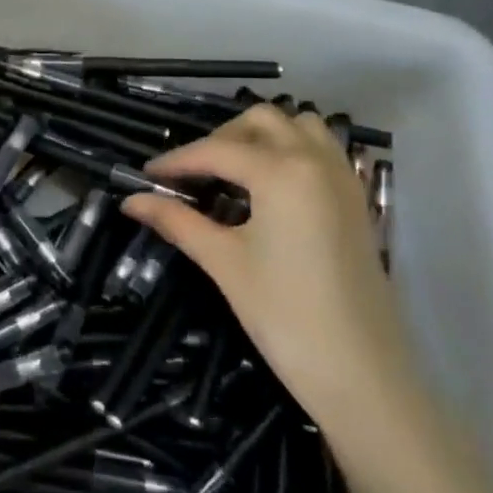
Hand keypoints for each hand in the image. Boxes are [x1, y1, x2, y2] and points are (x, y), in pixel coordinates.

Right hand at [121, 105, 414, 423]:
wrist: (362, 372)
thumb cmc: (285, 314)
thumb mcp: (224, 262)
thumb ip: (177, 222)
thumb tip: (130, 202)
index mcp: (282, 171)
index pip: (216, 150)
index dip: (176, 161)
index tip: (145, 176)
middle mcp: (316, 161)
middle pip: (261, 121)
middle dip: (221, 138)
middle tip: (193, 175)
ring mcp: (344, 179)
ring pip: (300, 127)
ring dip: (262, 137)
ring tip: (232, 174)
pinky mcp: (357, 201)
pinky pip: (323, 152)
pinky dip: (293, 151)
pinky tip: (271, 189)